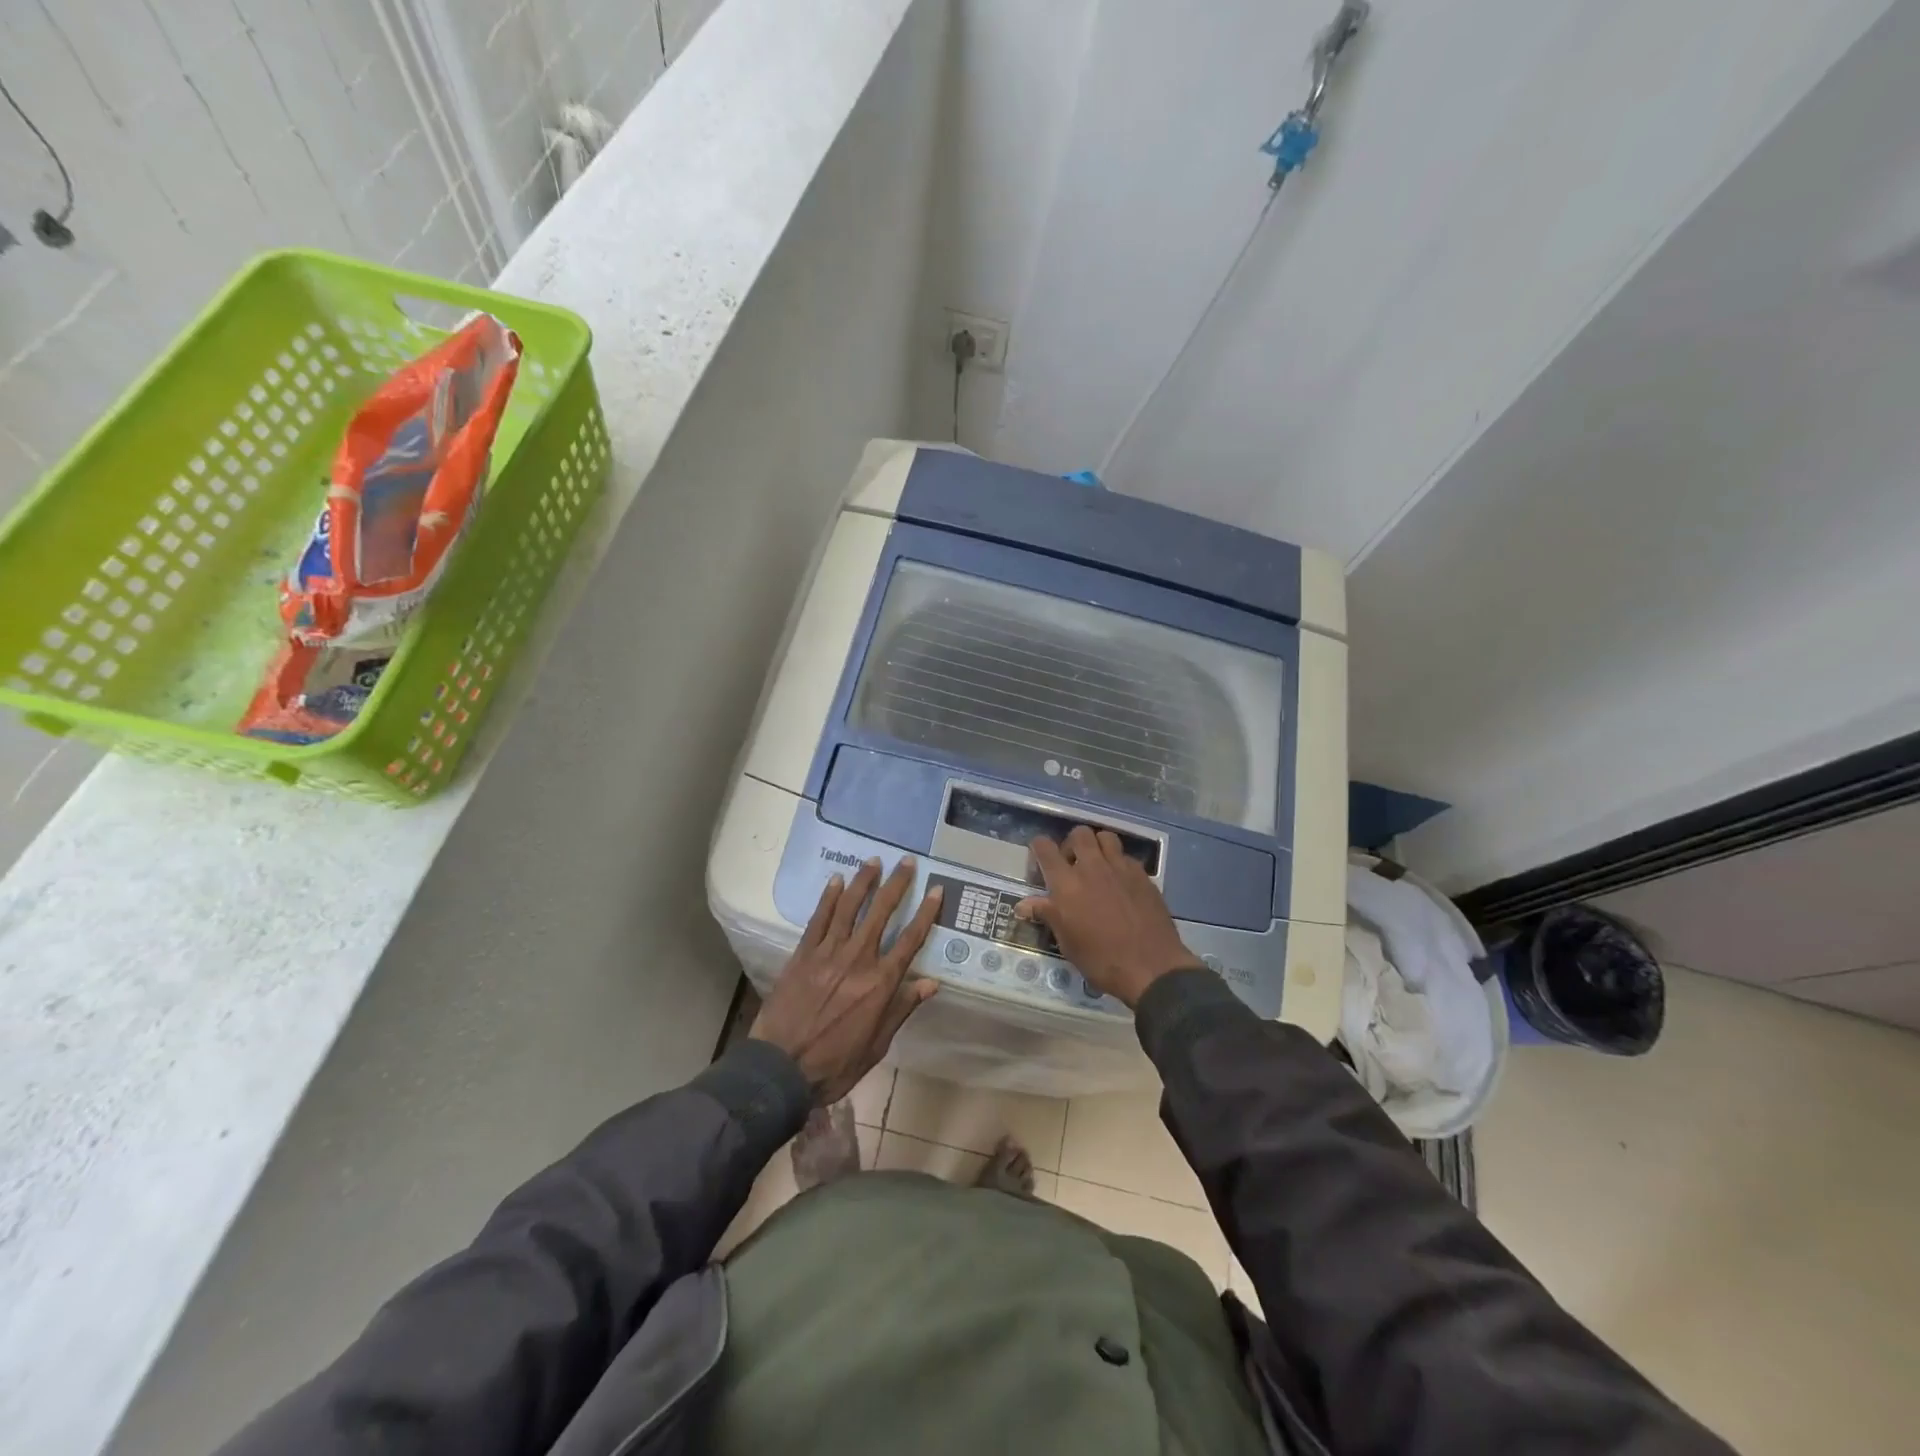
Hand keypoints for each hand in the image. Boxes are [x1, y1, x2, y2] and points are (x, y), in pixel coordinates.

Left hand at [751, 856, 942, 1104]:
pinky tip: (836, 880)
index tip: (937, 890)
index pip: (911, 940)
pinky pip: (819, 919)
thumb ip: (902, 1009)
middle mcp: (858, 960)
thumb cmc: (834, 1064)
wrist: (780, 1069)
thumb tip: (932, 983)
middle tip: (906, 862)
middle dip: (897, 885)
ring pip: (849, 908)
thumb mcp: (877, 1045)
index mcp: (880, 984)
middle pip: (881, 913)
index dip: (926, 913)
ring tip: (873, 861)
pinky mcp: (803, 954)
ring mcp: (828, 953)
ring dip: (863, 882)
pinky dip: (828, 898)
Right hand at [1017, 827, 1203, 1008]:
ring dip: (1097, 846)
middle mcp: (1092, 867)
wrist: (1151, 967)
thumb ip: (1047, 915)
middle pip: (1079, 833)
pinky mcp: (1143, 875)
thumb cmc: (1101, 959)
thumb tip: (1023, 905)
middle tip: (1071, 865)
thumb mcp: (1067, 942)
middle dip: (1071, 844)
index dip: (1038, 848)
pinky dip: (1119, 863)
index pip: (1045, 848)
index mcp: (1067, 883)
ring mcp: (1121, 868)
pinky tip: (1120, 883)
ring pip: (1106, 837)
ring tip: (1097, 866)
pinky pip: (1126, 857)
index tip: (1039, 860)